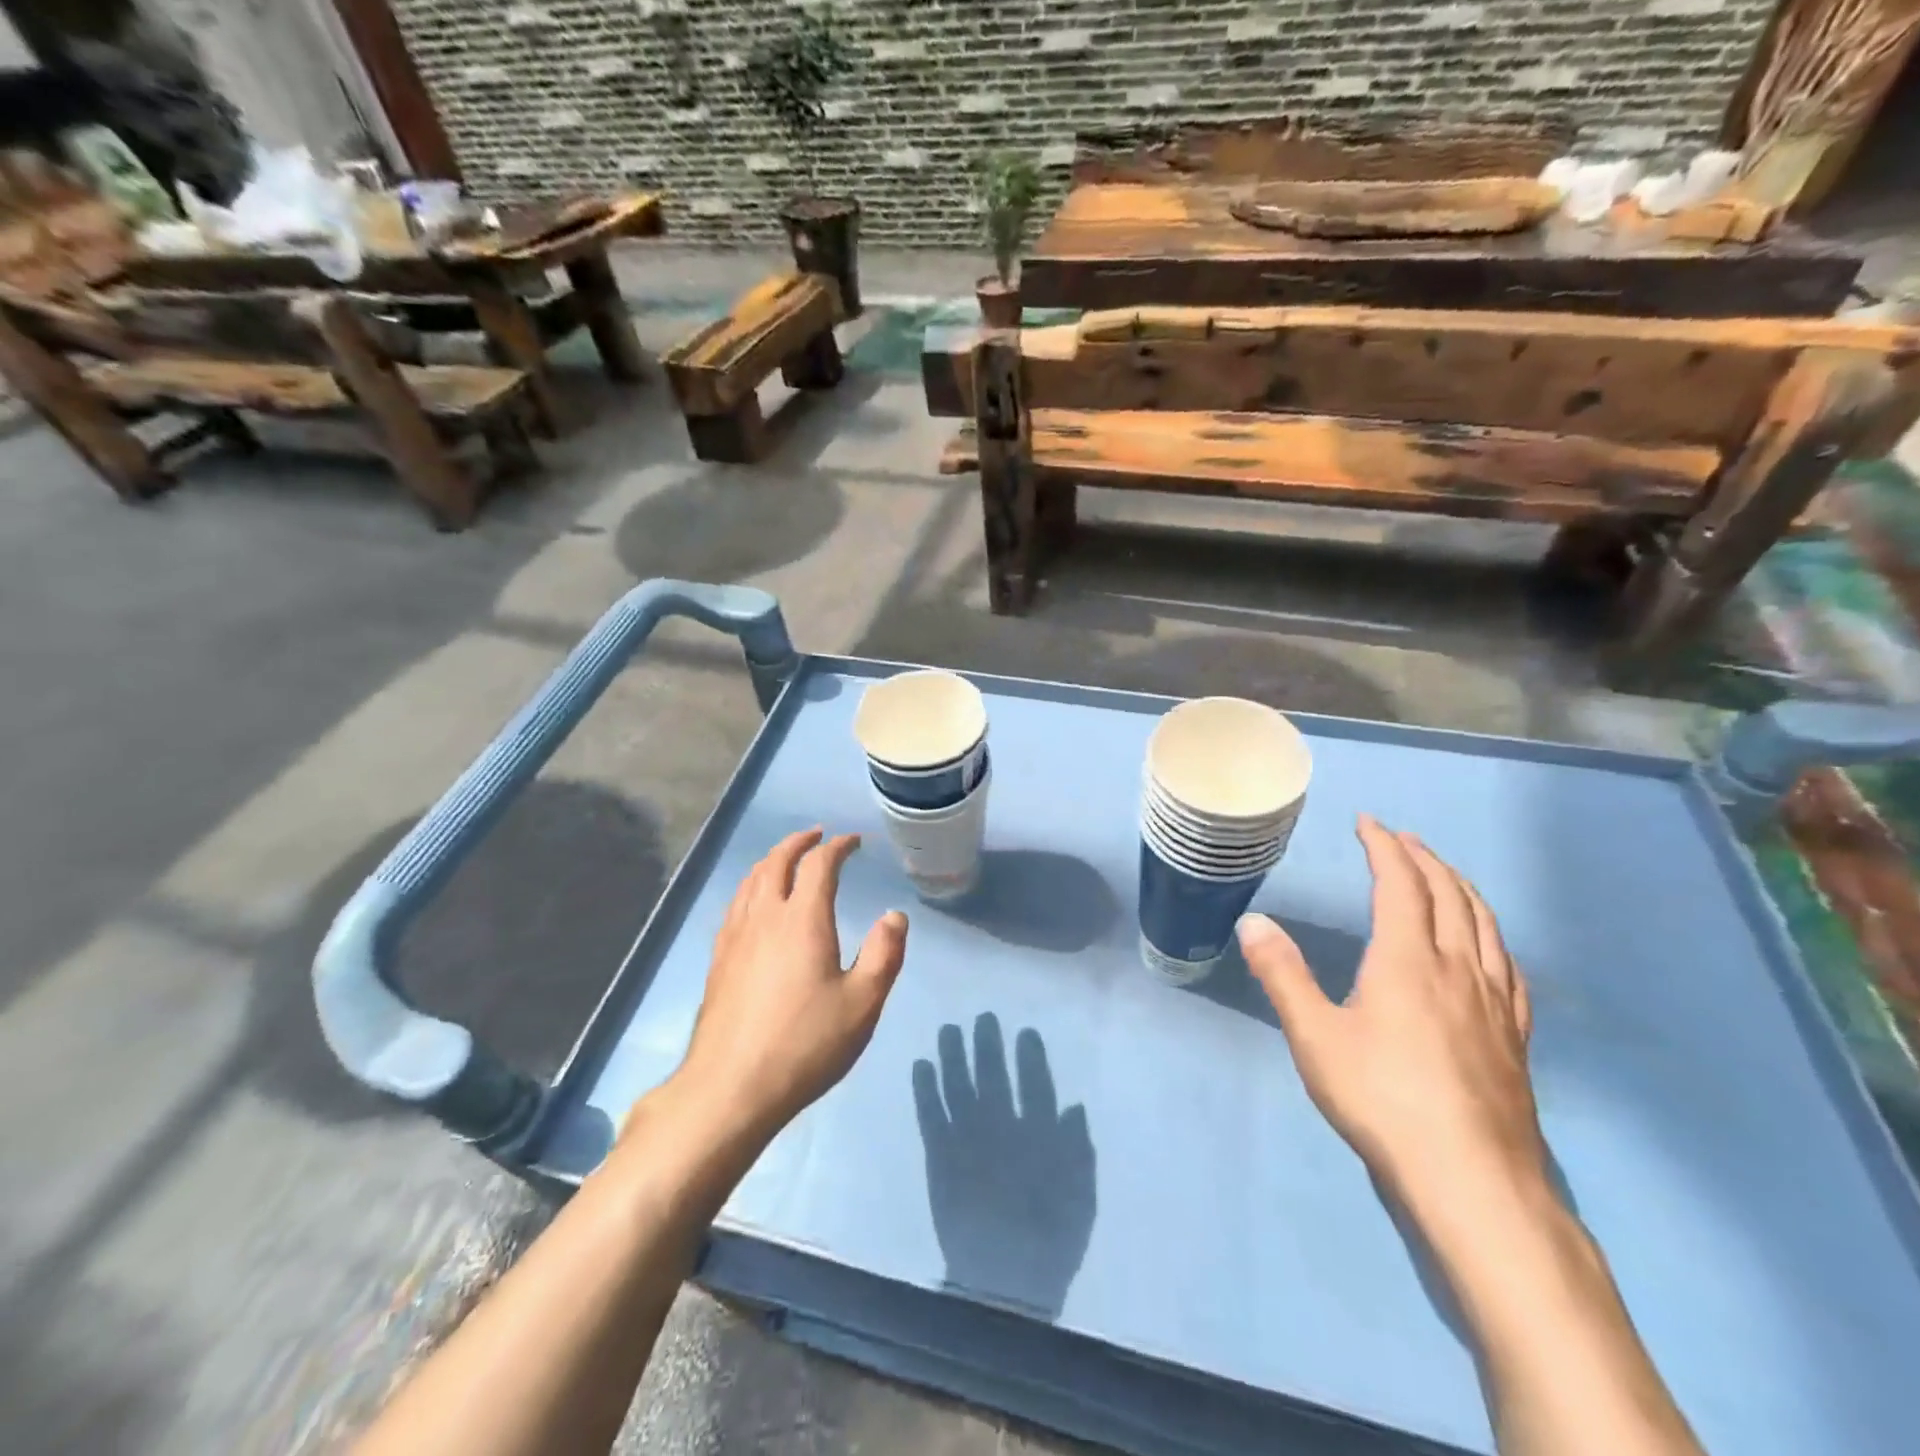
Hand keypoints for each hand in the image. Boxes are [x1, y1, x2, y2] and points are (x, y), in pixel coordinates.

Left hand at [668, 829, 908, 1143]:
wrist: (730, 1087)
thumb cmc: (805, 1044)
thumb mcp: (862, 1003)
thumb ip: (883, 954)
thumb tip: (895, 915)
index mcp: (802, 919)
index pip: (819, 864)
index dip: (838, 846)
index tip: (853, 842)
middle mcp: (765, 916)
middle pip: (777, 861)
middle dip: (799, 842)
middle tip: (817, 836)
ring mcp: (735, 937)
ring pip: (751, 880)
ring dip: (772, 860)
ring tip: (787, 860)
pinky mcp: (718, 960)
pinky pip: (736, 905)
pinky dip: (752, 887)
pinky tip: (755, 904)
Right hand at [1238, 815, 1543, 1211]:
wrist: (1472, 1180)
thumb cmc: (1382, 1099)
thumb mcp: (1315, 1035)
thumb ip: (1282, 974)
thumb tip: (1252, 920)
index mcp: (1406, 960)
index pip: (1400, 884)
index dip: (1384, 847)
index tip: (1368, 823)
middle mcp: (1456, 968)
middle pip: (1448, 895)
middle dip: (1423, 859)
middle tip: (1401, 839)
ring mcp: (1493, 1002)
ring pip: (1484, 925)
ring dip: (1461, 888)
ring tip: (1443, 874)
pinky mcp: (1513, 1036)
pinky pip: (1508, 966)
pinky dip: (1492, 936)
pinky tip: (1488, 947)